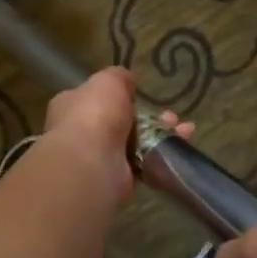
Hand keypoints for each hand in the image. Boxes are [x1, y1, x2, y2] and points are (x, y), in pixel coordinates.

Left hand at [39, 67, 190, 207]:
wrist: (91, 163)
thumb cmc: (94, 115)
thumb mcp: (107, 82)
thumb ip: (119, 78)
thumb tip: (126, 80)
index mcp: (72, 106)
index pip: (94, 98)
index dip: (119, 97)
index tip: (140, 95)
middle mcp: (82, 133)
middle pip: (121, 122)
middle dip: (150, 117)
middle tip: (171, 116)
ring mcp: (100, 158)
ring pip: (136, 144)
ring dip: (161, 136)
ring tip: (184, 131)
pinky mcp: (117, 179)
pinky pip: (143, 165)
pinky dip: (162, 157)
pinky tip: (180, 149)